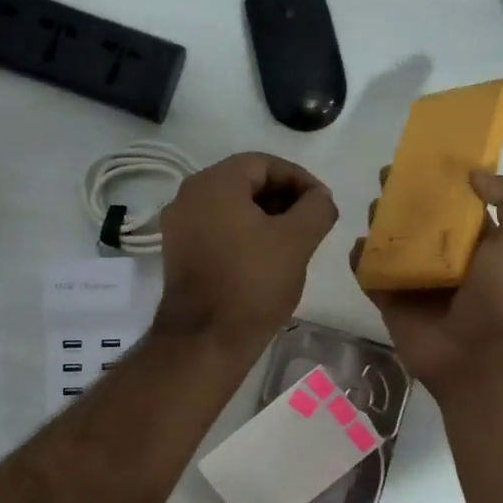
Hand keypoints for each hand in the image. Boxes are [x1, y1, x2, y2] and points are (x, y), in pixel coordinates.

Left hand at [155, 152, 338, 347]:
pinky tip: (266, 258)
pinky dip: (244, 234)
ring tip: (294, 242)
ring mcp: (179, 226)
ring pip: (231, 207)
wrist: (206, 339)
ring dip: (265, 217)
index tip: (323, 203)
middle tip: (312, 223)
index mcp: (215, 183)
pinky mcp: (178, 253)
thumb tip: (320, 198)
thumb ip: (317, 208)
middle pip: (245, 182)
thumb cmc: (253, 283)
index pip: (265, 163)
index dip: (300, 179)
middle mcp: (188, 195)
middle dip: (283, 198)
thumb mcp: (297, 241)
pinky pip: (217, 229)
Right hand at [353, 170, 502, 396]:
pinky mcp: (391, 301)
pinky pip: (370, 276)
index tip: (420, 158)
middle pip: (417, 220)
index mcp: (476, 242)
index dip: (439, 179)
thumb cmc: (502, 292)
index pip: (455, 203)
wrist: (479, 354)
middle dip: (402, 198)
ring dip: (379, 224)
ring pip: (390, 245)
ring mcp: (415, 281)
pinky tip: (358, 246)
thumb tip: (475, 175)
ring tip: (372, 208)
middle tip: (386, 179)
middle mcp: (444, 258)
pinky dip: (360, 260)